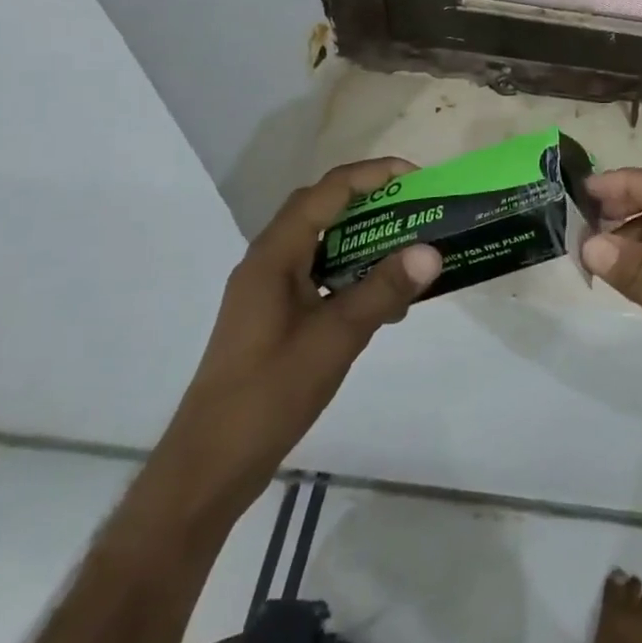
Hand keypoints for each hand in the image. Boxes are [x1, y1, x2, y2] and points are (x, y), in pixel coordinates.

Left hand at [153, 158, 441, 521]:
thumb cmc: (269, 393)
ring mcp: (268, 291)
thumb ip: (383, 290)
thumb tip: (432, 250)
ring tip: (408, 248)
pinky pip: (319, 276)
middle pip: (321, 210)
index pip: (327, 192)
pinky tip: (383, 300)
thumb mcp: (336, 338)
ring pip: (321, 244)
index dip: (372, 175)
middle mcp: (268, 262)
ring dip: (363, 239)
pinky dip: (352, 273)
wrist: (209, 467)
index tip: (416, 178)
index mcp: (274, 256)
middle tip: (415, 207)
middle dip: (370, 201)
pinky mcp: (274, 317)